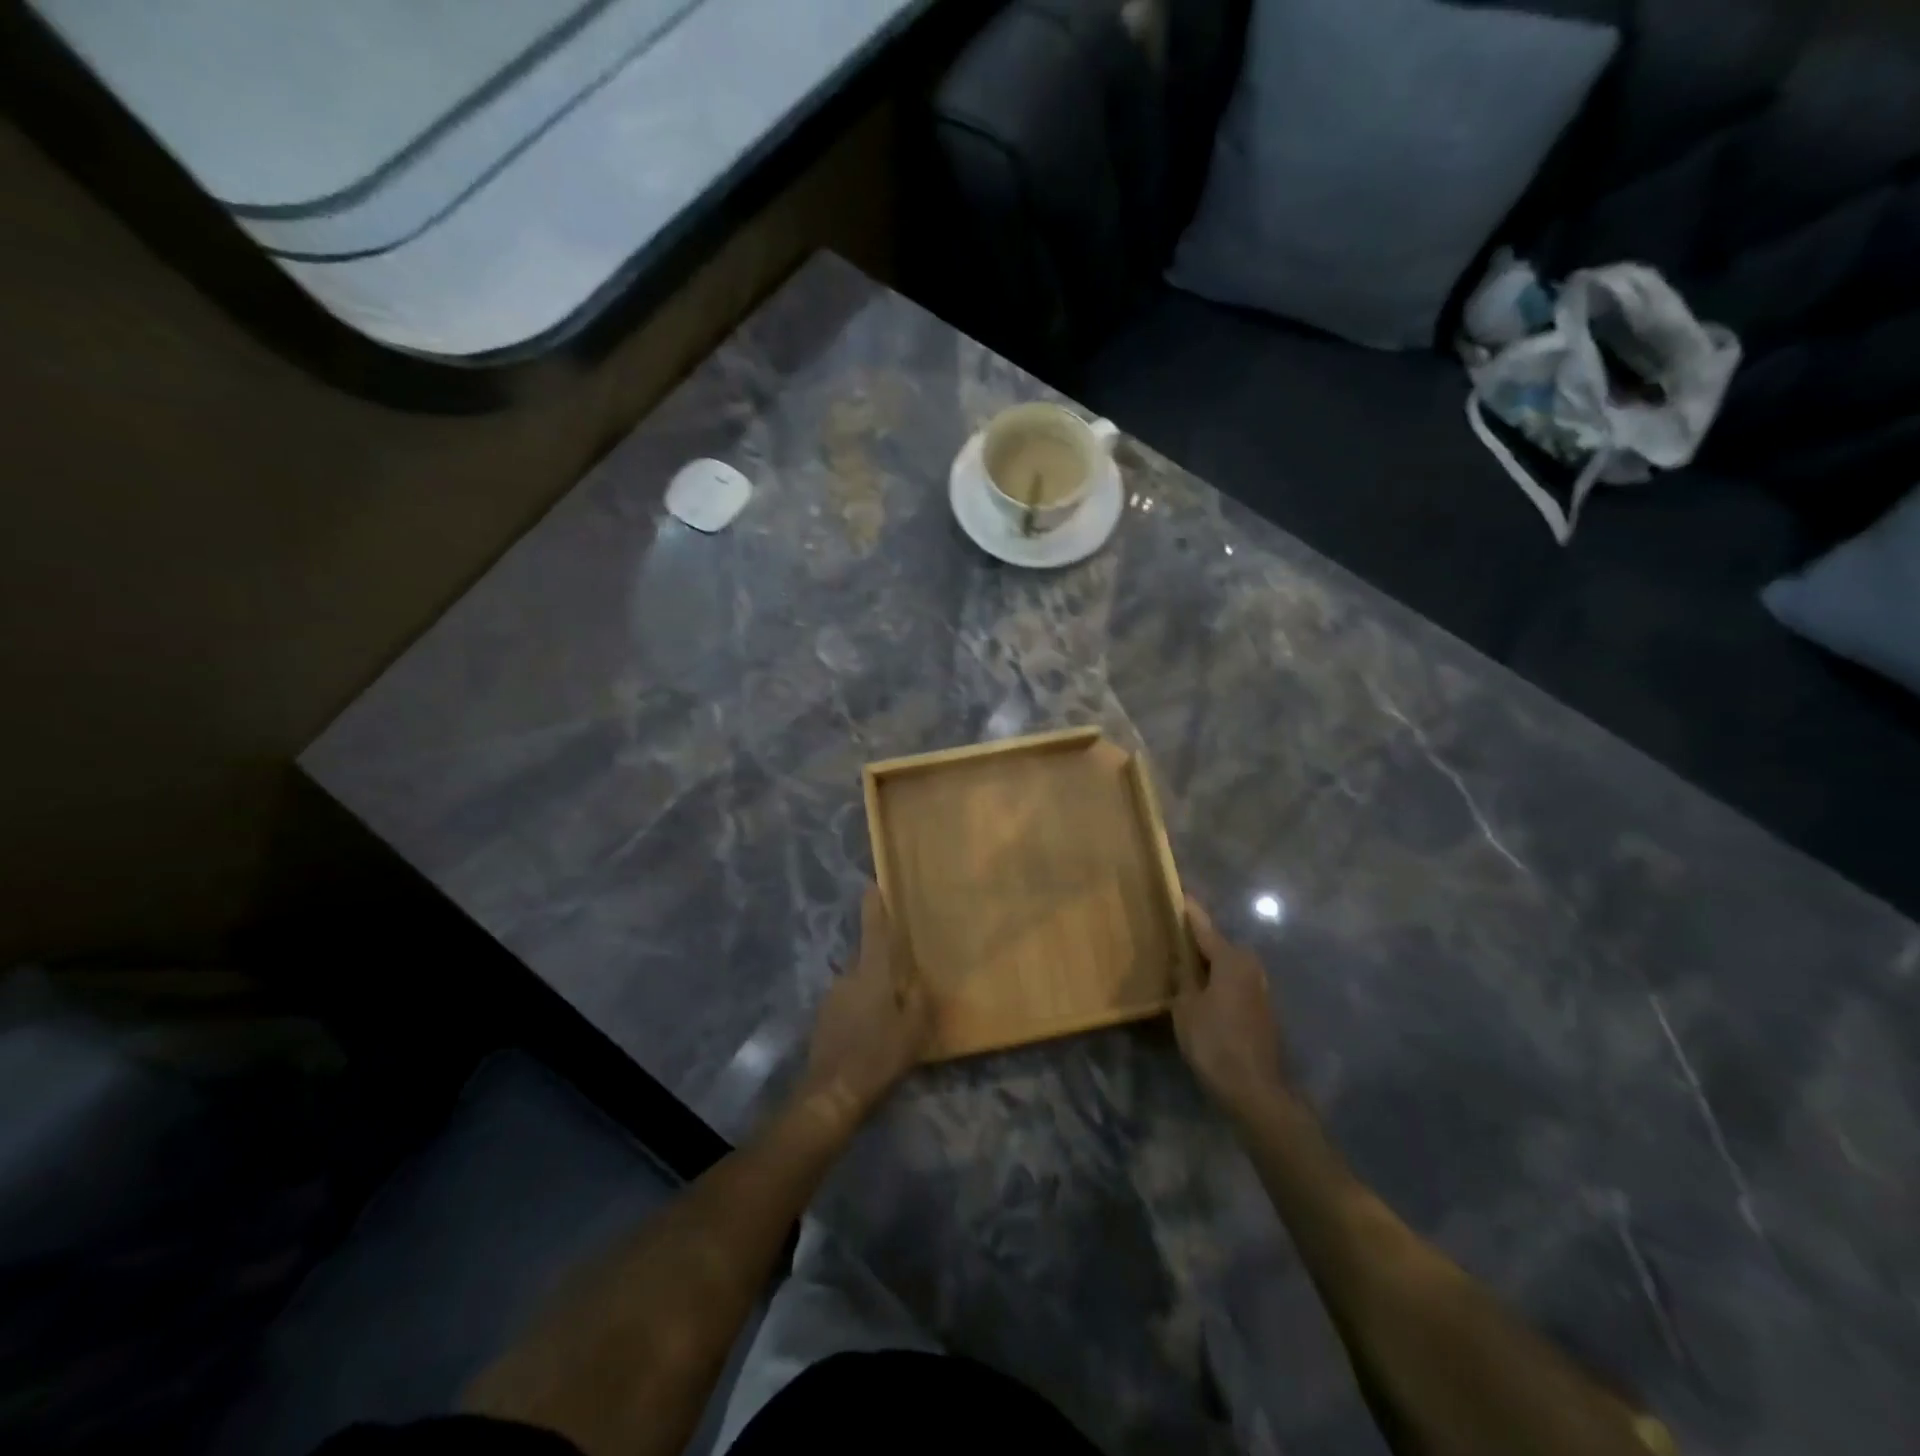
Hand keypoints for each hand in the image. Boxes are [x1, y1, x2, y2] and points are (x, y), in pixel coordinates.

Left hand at [796, 885, 931, 1131]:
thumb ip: (918, 999)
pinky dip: (859, 1009)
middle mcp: (848, 977)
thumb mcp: (913, 1030)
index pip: (874, 931)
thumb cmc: (878, 1056)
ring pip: (857, 983)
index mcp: (872, 974)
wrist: (832, 1094)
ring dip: (870, 990)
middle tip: (900, 976)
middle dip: (881, 962)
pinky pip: (847, 1003)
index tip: (872, 884)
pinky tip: (869, 1032)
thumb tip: (915, 980)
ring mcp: (831, 998)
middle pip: (866, 959)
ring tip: (887, 1014)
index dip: (874, 907)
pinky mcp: (822, 1018)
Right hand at [1173, 897, 1295, 1120]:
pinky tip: (1201, 989)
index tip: (1179, 893)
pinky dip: (1217, 980)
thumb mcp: (1185, 1007)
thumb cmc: (1214, 1042)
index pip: (1204, 927)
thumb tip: (1181, 960)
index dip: (1190, 911)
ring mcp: (1259, 989)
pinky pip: (1233, 982)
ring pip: (1227, 965)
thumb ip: (1183, 977)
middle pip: (1219, 945)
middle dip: (1198, 939)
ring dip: (1208, 962)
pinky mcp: (1261, 1009)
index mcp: (1231, 960)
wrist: (1254, 1089)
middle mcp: (1250, 967)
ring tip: (1183, 961)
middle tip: (1173, 933)